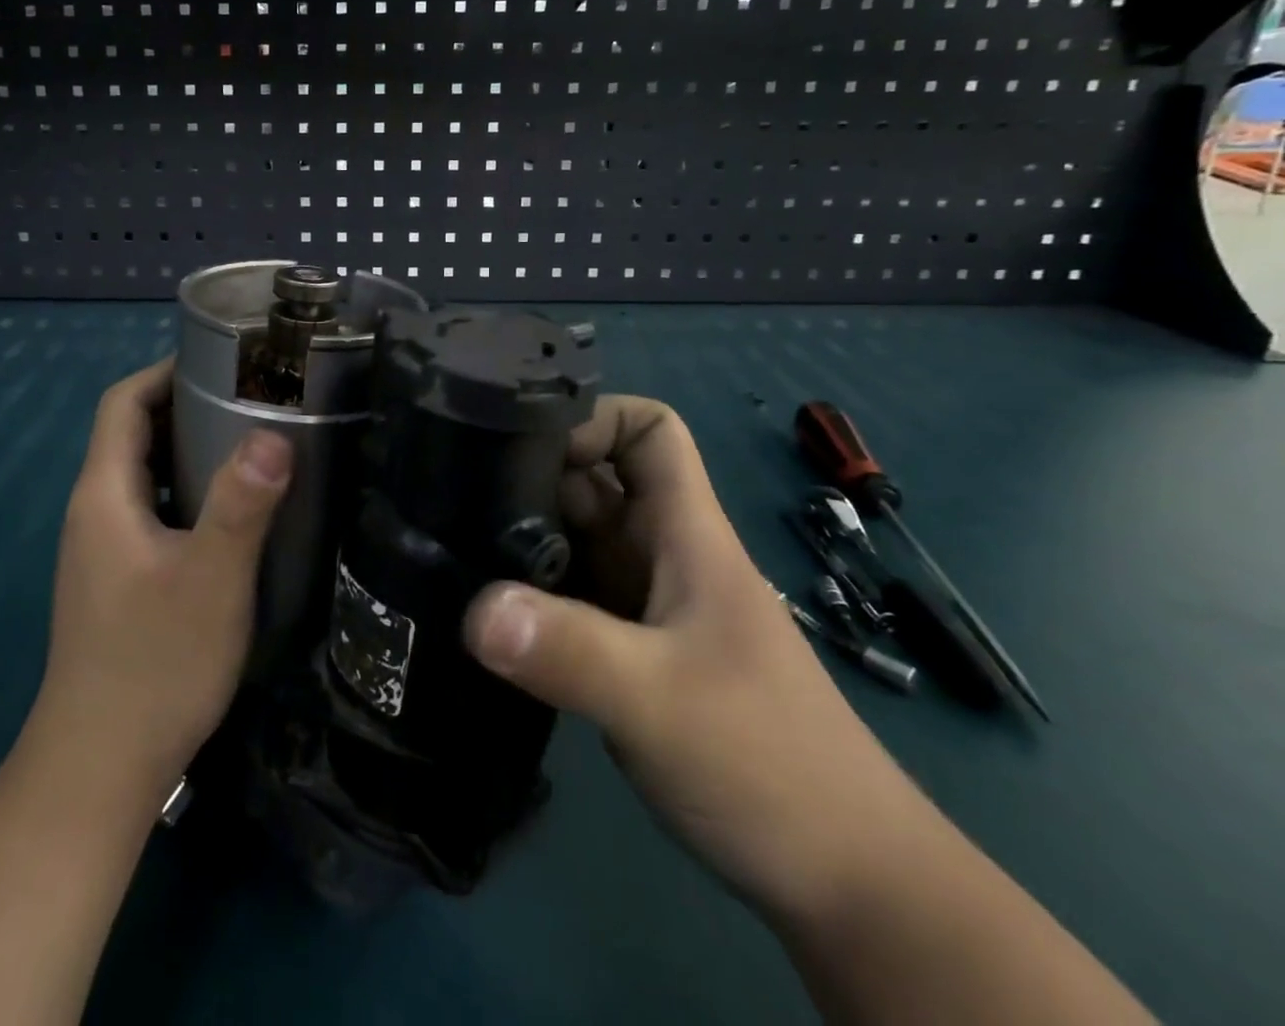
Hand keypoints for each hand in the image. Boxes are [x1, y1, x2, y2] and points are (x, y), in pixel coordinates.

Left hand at [33, 359, 291, 796]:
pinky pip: (151, 512)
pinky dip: (186, 492)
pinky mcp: (116, 581)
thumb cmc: (155, 664)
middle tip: (253, 397)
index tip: (223, 359)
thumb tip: (274, 434)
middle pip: (132, 435)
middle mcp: (94, 513)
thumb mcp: (211, 578)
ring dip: (188, 451)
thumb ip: (242, 503)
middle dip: (185, 406)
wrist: (99, 767)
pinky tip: (231, 512)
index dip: (165, 371)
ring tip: (251, 443)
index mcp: (104, 495)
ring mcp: (101, 550)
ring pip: (144, 476)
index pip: (122, 404)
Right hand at [463, 395, 936, 928]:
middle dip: (536, 478)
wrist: (846, 883)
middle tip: (458, 497)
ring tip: (454, 547)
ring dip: (526, 537)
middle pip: (597, 483)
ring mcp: (649, 607)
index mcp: (687, 536)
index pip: (650, 432)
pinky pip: (572, 596)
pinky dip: (532, 593)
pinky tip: (487, 613)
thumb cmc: (769, 764)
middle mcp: (664, 557)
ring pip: (579, 540)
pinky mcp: (633, 654)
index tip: (525, 440)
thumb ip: (570, 651)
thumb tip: (474, 610)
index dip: (595, 418)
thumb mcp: (660, 700)